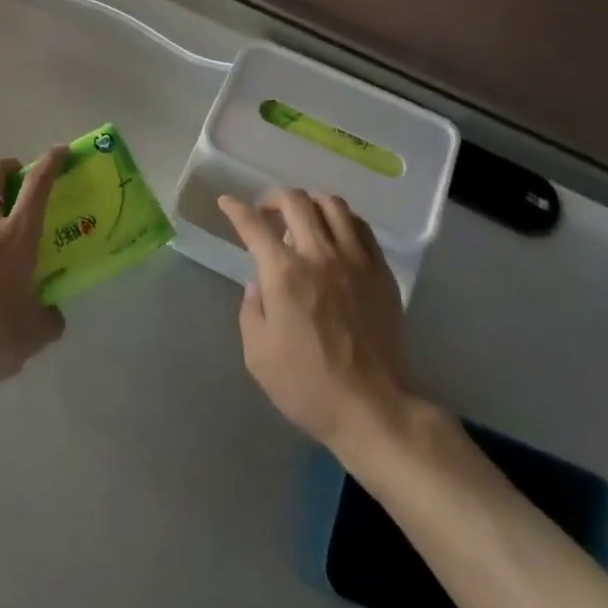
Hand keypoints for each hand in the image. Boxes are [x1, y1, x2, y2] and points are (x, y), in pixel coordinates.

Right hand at [222, 189, 412, 452]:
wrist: (373, 408)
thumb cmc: (307, 385)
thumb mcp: (258, 354)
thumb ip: (251, 310)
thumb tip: (258, 284)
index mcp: (284, 273)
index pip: (253, 225)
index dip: (235, 209)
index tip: (227, 202)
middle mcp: (320, 255)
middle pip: (295, 201)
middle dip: (273, 199)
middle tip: (266, 214)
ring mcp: (355, 260)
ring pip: (333, 204)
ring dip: (310, 204)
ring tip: (303, 219)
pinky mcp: (381, 272)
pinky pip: (361, 227)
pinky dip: (343, 220)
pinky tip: (336, 235)